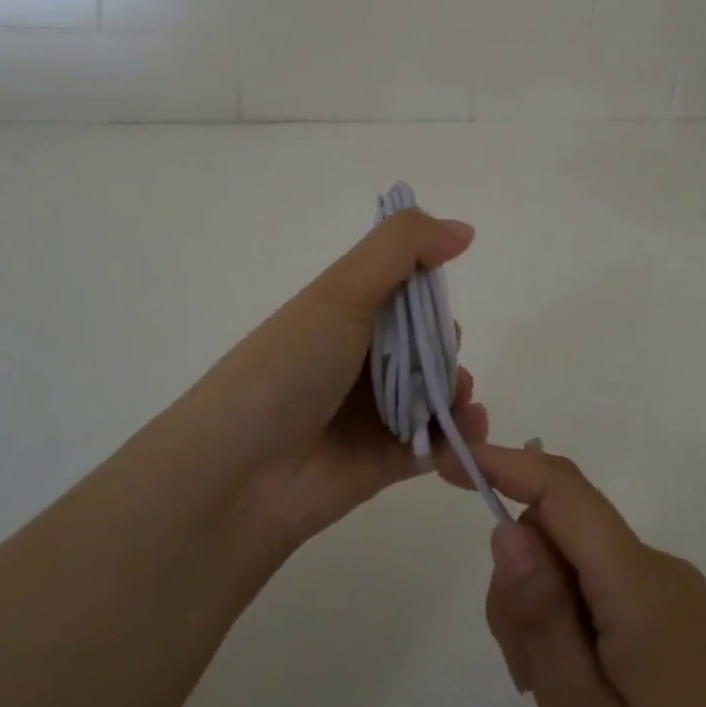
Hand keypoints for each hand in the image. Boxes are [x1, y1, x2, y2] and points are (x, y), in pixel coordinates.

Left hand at [186, 208, 489, 562]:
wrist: (236, 477)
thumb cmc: (289, 367)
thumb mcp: (341, 290)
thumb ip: (402, 247)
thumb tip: (464, 229)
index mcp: (346, 310)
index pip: (404, 286)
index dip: (429, 286)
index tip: (438, 295)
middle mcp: (360, 356)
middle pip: (426, 339)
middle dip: (446, 344)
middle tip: (442, 358)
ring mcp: (373, 410)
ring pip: (435, 388)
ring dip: (459, 388)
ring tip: (458, 399)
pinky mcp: (385, 459)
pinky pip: (436, 441)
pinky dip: (460, 434)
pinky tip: (470, 429)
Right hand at [449, 444, 705, 706]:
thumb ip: (543, 619)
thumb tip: (507, 526)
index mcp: (641, 582)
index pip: (563, 491)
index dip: (505, 464)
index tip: (448, 462)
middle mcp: (662, 572)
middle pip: (566, 531)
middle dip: (525, 577)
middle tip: (523, 671)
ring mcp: (678, 600)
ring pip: (583, 565)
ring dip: (549, 610)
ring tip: (555, 699)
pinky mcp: (684, 631)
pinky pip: (609, 594)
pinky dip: (577, 625)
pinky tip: (583, 694)